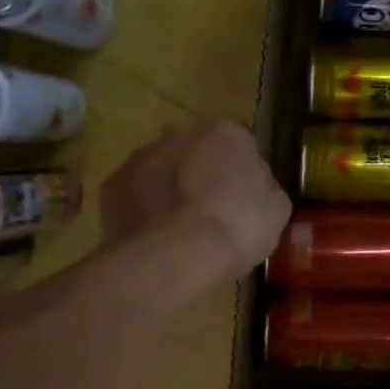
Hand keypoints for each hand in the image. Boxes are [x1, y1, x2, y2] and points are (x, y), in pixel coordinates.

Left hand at [100, 121, 291, 284]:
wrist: (173, 255)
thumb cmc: (235, 227)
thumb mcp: (276, 210)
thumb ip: (266, 188)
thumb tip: (258, 187)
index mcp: (226, 133)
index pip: (241, 145)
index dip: (243, 173)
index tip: (244, 201)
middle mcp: (181, 133)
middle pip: (198, 152)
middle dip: (203, 175)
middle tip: (211, 212)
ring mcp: (142, 156)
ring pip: (163, 169)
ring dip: (171, 188)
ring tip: (180, 228)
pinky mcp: (113, 184)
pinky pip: (136, 193)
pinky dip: (144, 208)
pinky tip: (155, 235)